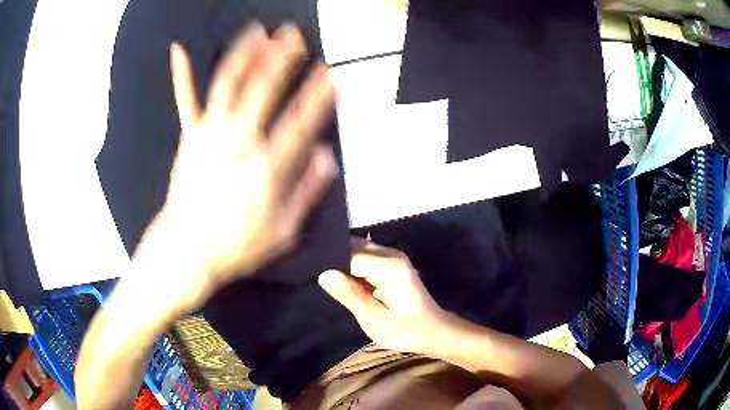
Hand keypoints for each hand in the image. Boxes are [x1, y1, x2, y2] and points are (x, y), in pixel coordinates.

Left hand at [134, 23, 336, 311]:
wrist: (186, 252)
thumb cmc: (235, 246)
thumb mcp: (282, 232)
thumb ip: (307, 192)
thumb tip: (327, 157)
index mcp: (266, 167)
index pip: (301, 121)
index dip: (319, 96)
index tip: (332, 75)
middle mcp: (239, 142)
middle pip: (263, 90)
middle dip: (282, 59)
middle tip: (294, 35)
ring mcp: (210, 135)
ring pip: (228, 84)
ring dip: (244, 54)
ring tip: (257, 30)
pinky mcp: (189, 137)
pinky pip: (186, 101)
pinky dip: (182, 75)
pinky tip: (179, 51)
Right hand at [318, 240, 449, 354]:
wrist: (433, 330)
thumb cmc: (405, 330)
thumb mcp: (374, 319)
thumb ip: (350, 295)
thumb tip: (324, 274)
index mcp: (389, 267)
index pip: (349, 255)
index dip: (330, 265)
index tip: (312, 275)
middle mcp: (391, 254)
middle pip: (353, 246)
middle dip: (334, 260)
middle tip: (316, 278)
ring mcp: (392, 256)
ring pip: (357, 249)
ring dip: (342, 263)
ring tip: (326, 279)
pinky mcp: (391, 262)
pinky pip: (364, 256)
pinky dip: (352, 266)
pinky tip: (343, 280)